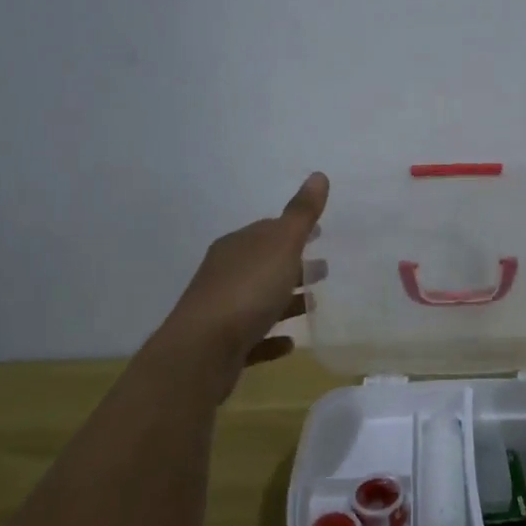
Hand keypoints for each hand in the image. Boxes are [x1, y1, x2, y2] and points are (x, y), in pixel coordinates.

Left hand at [158, 172, 328, 392]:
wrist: (202, 350)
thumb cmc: (247, 290)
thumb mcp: (281, 245)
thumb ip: (301, 213)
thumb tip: (318, 175)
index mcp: (237, 245)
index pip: (268, 230)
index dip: (294, 231)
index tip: (319, 235)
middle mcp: (225, 272)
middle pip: (265, 264)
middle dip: (293, 265)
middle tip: (324, 270)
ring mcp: (222, 310)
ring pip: (259, 300)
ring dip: (285, 300)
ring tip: (314, 304)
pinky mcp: (223, 345)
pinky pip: (254, 336)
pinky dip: (272, 336)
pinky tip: (289, 343)